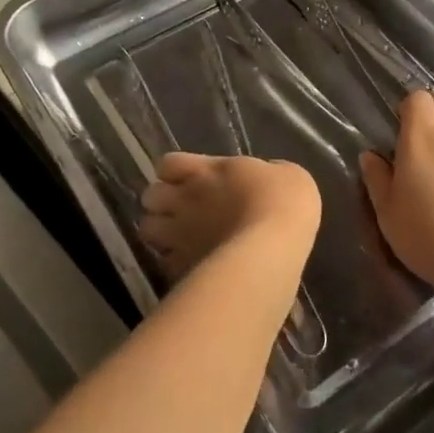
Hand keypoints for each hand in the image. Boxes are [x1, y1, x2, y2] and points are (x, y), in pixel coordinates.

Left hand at [138, 153, 320, 280]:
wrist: (272, 248)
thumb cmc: (282, 202)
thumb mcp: (287, 175)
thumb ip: (266, 174)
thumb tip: (264, 179)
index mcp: (206, 170)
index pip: (168, 164)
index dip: (175, 172)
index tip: (190, 179)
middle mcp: (185, 198)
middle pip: (150, 196)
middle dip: (161, 203)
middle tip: (181, 211)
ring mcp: (179, 235)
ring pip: (146, 229)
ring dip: (159, 232)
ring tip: (179, 240)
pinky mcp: (181, 268)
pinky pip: (164, 262)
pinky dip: (172, 263)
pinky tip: (191, 266)